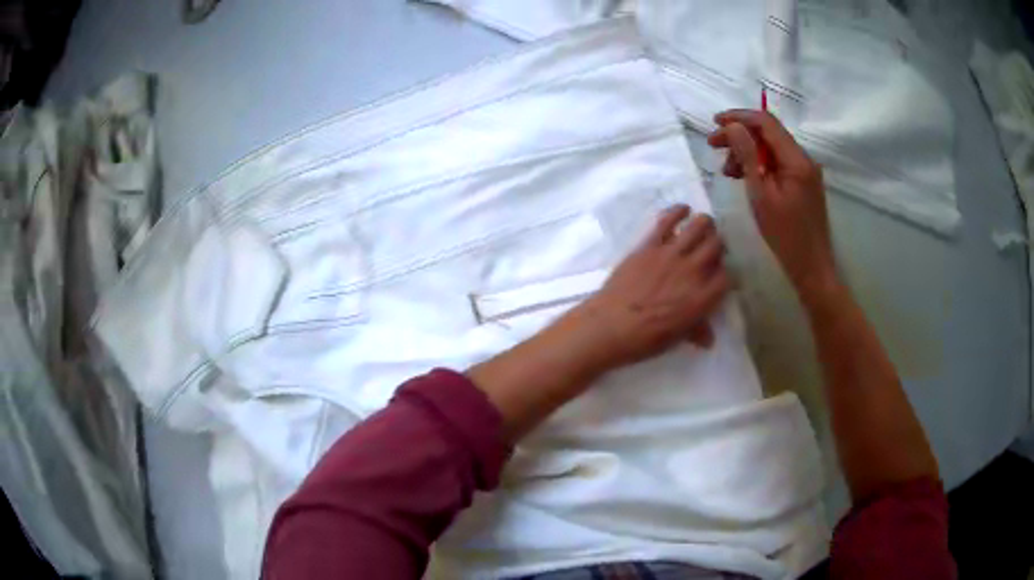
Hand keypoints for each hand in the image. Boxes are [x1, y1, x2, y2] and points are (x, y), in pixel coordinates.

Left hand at [577, 205, 730, 367]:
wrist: (610, 325)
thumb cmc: (645, 339)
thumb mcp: (676, 338)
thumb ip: (696, 331)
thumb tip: (709, 339)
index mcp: (703, 298)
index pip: (727, 276)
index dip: (726, 274)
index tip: (720, 275)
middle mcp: (694, 271)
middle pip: (717, 246)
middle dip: (719, 245)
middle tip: (713, 248)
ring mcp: (672, 254)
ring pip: (700, 226)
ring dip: (706, 224)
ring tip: (704, 226)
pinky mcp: (650, 244)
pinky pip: (668, 219)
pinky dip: (678, 211)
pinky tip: (683, 209)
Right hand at [707, 110, 838, 297]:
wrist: (812, 267)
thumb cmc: (785, 235)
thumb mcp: (761, 195)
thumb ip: (747, 157)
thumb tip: (733, 127)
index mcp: (796, 159)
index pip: (766, 122)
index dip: (739, 118)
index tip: (715, 123)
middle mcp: (803, 158)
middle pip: (768, 133)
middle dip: (740, 135)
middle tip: (714, 146)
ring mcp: (804, 171)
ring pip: (771, 148)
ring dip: (747, 152)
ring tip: (727, 170)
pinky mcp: (802, 182)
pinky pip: (777, 163)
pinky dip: (759, 165)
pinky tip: (744, 177)